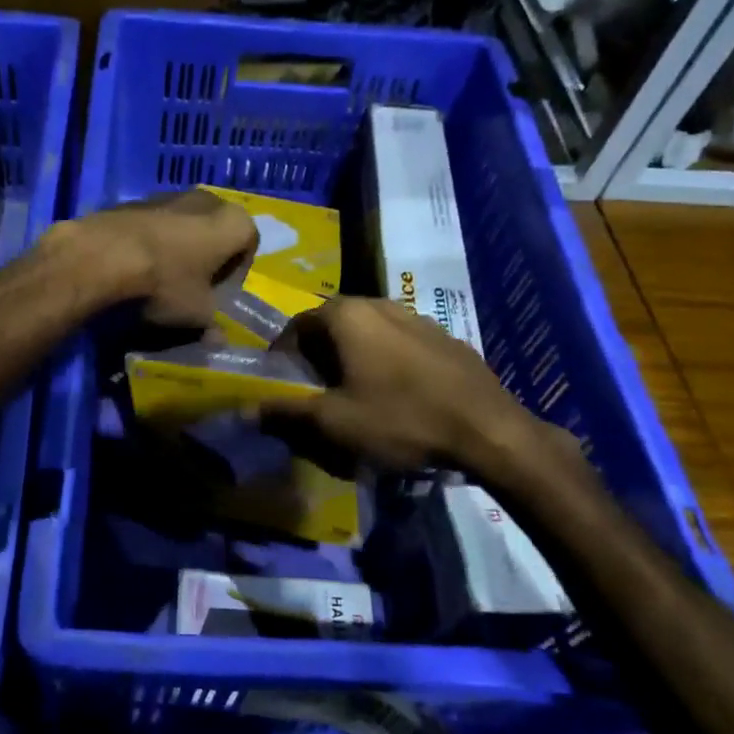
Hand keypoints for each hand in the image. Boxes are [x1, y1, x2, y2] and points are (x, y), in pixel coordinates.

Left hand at [52, 191, 257, 327]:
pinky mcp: (135, 200)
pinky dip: (152, 241)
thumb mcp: (196, 314)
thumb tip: (217, 339)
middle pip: (215, 231)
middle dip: (207, 256)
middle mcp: (206, 199)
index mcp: (233, 222)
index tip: (218, 295)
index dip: (235, 274)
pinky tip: (135, 265)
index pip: (248, 246)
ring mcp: (168, 194)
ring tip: (161, 277)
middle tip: (193, 286)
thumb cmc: (166, 283)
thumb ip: (212, 323)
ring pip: (183, 224)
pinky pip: (154, 223)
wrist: (103, 256)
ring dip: (179, 247)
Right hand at [265, 297, 576, 488]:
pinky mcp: (445, 337)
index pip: (297, 325)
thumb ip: (285, 412)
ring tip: (356, 392)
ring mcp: (417, 317)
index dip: (284, 356)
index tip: (285, 385)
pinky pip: (400, 342)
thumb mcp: (334, 423)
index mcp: (347, 315)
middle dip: (319, 355)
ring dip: (353, 356)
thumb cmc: (401, 419)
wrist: (489, 430)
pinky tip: (397, 393)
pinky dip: (386, 360)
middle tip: (317, 391)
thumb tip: (244, 409)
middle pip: (333, 324)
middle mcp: (379, 303)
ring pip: (369, 331)